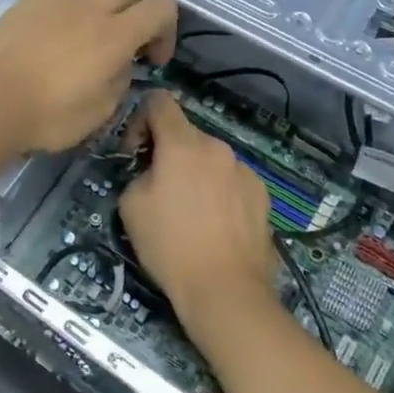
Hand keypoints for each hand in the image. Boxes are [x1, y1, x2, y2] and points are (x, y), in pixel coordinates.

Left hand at [0, 0, 176, 153]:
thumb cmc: (49, 116)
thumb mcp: (100, 111)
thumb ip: (120, 80)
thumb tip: (120, 64)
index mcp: (117, 35)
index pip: (162, 7)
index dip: (166, 30)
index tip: (151, 58)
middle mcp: (92, 6)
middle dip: (136, 4)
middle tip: (125, 33)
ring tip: (93, 16)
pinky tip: (63, 12)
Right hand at [119, 92, 278, 334]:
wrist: (225, 290)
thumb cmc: (170, 245)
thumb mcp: (131, 205)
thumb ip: (138, 173)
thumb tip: (152, 171)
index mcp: (183, 144)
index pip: (159, 102)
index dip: (140, 119)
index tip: (135, 152)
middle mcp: (218, 148)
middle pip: (185, 134)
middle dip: (168, 152)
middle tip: (159, 188)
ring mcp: (245, 171)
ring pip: (210, 159)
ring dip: (195, 172)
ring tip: (190, 211)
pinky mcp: (263, 195)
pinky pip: (231, 180)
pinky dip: (218, 191)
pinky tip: (214, 224)